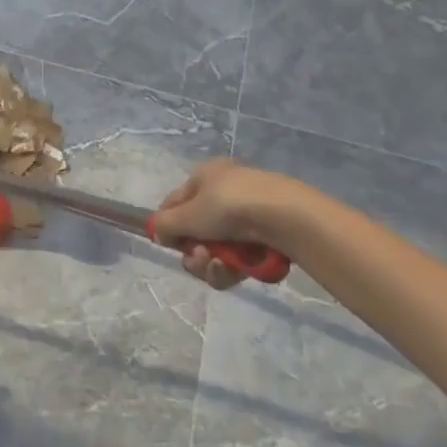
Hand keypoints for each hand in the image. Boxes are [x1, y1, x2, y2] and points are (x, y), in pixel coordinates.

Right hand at [151, 159, 321, 288]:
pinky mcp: (268, 238)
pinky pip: (241, 257)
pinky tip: (237, 271)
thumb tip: (159, 234)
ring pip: (218, 248)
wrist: (286, 218)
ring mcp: (249, 215)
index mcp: (206, 175)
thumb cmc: (229, 206)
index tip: (170, 244)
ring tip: (221, 266)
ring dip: (213, 263)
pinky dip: (235, 267)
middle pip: (197, 230)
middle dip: (195, 251)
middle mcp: (226, 191)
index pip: (175, 202)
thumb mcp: (187, 215)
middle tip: (200, 258)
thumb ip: (165, 225)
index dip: (169, 225)